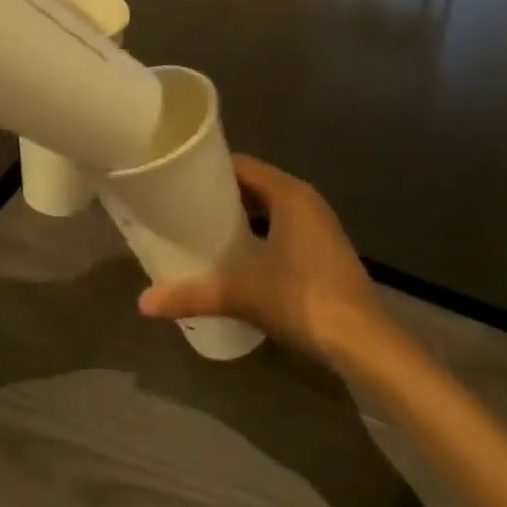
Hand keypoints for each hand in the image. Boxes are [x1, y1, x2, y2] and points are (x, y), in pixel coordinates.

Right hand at [137, 155, 386, 364]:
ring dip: (241, 217)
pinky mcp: (324, 251)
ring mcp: (319, 226)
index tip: (178, 179)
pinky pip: (283, 228)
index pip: (242, 165)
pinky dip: (259, 234)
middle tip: (182, 206)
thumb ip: (192, 293)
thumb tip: (143, 302)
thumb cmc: (301, 298)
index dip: (209, 170)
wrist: (363, 341)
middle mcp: (305, 200)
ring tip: (203, 230)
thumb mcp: (241, 292)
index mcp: (288, 193)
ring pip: (270, 209)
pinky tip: (237, 257)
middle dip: (221, 195)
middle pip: (255, 185)